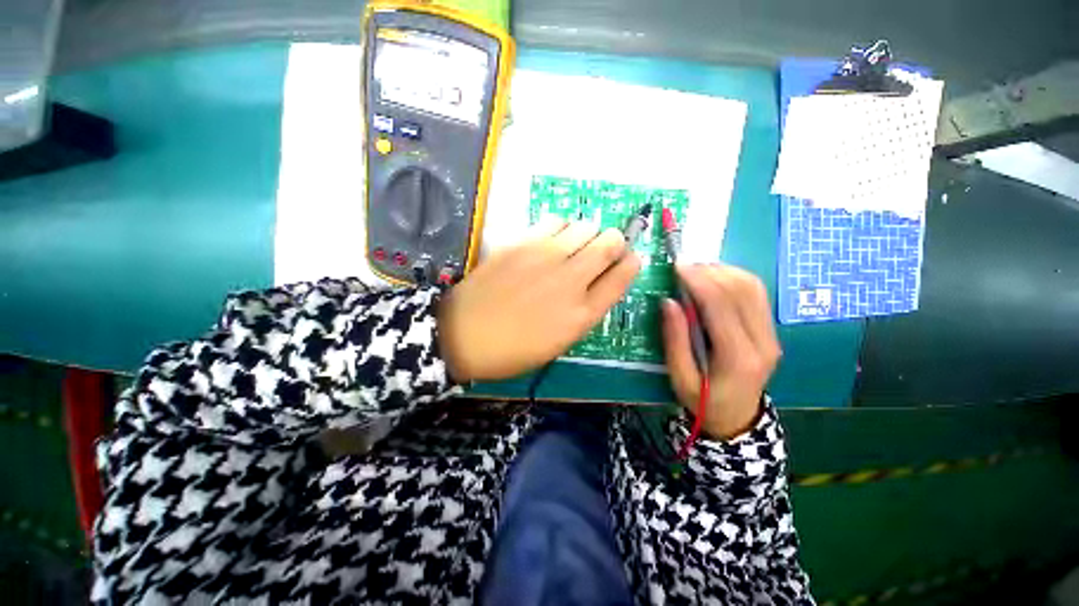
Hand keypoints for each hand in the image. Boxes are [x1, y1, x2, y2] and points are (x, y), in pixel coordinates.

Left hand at [438, 218, 640, 381]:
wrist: (465, 334)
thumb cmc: (513, 348)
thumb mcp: (558, 341)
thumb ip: (583, 311)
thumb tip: (598, 283)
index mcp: (582, 314)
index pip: (622, 277)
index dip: (631, 264)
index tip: (630, 259)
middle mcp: (571, 281)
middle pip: (610, 243)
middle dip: (614, 242)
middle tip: (603, 249)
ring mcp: (546, 258)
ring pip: (585, 226)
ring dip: (587, 234)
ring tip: (574, 246)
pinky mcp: (523, 243)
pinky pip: (555, 221)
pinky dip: (561, 227)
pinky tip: (551, 240)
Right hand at [661, 265, 780, 439]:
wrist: (736, 417)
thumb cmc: (702, 400)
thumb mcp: (679, 377)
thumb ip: (674, 339)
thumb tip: (669, 301)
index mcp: (738, 358)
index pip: (722, 306)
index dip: (699, 281)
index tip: (677, 267)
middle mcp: (763, 341)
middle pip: (741, 291)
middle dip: (709, 271)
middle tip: (683, 266)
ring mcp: (771, 334)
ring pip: (752, 287)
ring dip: (723, 271)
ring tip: (696, 269)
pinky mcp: (770, 329)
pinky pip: (755, 293)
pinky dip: (734, 278)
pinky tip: (714, 277)